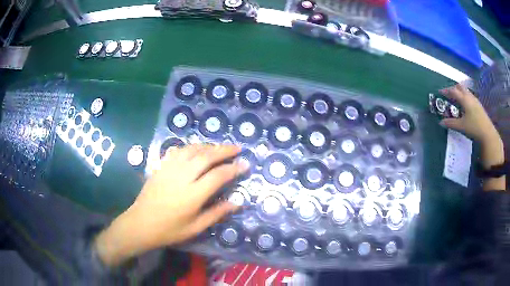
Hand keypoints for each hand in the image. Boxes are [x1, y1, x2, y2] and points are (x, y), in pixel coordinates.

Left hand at [95, 144, 247, 265]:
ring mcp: (169, 169)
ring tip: (219, 148)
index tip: (245, 164)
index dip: (234, 168)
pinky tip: (196, 149)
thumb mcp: (196, 228)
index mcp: (193, 194)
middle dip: (224, 150)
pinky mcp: (161, 166)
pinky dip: (191, 147)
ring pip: (192, 149)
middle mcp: (182, 177)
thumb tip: (237, 203)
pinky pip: (178, 151)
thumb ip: (217, 213)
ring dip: (208, 146)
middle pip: (206, 156)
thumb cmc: (170, 230)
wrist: (141, 224)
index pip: (218, 175)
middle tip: (237, 148)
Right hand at [439, 84, 504, 190]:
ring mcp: (475, 100)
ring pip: (466, 91)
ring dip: (460, 92)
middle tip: (449, 94)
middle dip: (453, 88)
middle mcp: (469, 96)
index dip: (446, 91)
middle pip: (460, 87)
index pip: (453, 91)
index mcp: (464, 99)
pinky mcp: (478, 105)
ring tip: (456, 98)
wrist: (487, 133)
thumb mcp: (461, 126)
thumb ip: (451, 123)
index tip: (440, 92)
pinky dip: (465, 96)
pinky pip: (470, 96)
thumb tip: (440, 122)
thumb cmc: (474, 128)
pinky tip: (465, 105)